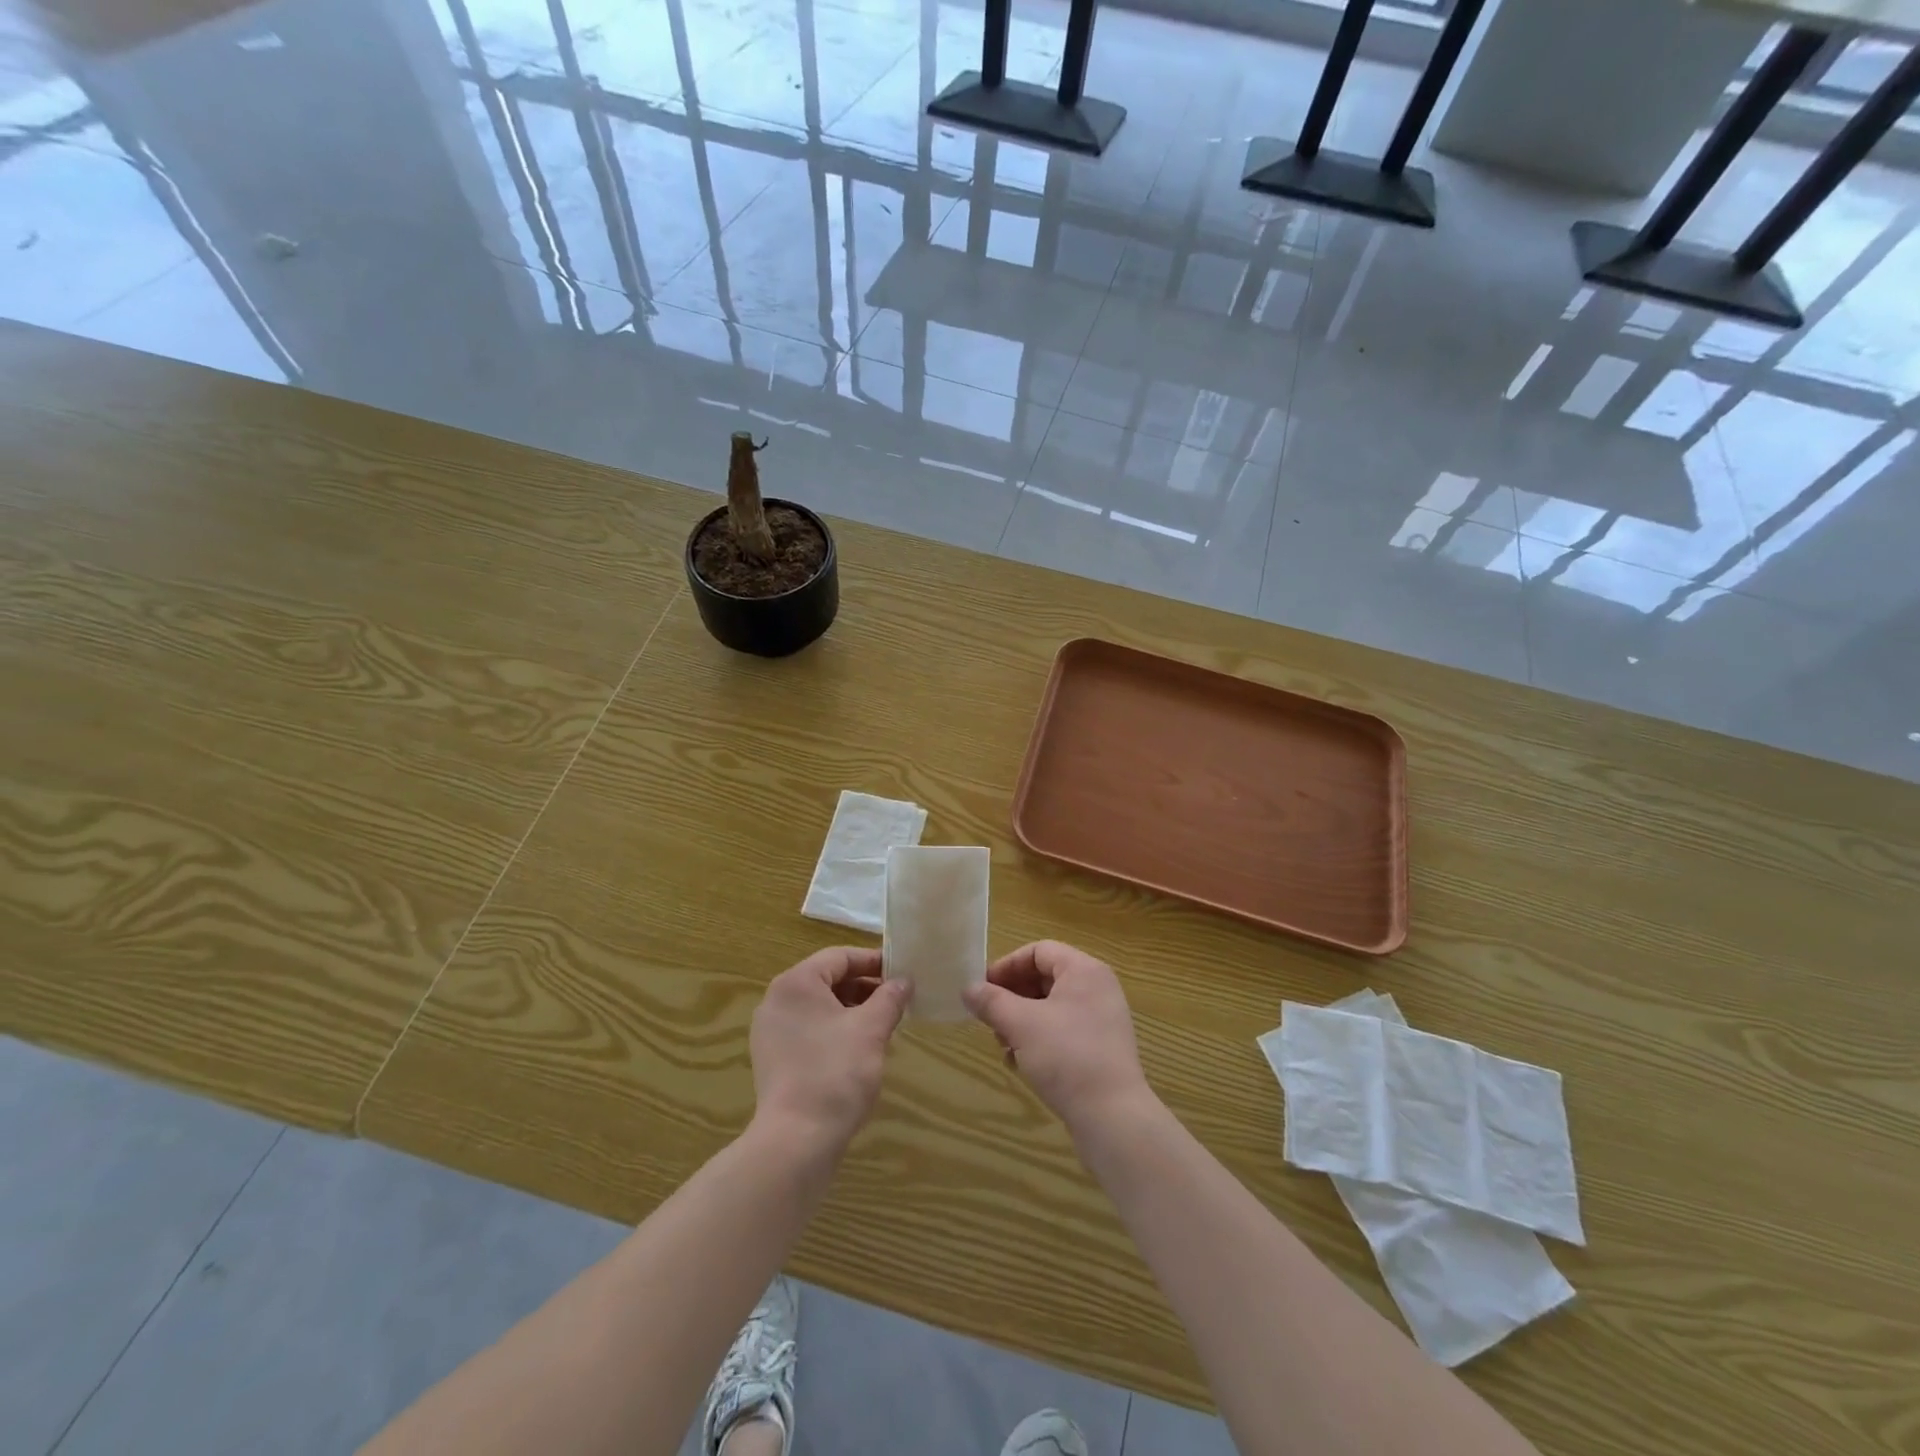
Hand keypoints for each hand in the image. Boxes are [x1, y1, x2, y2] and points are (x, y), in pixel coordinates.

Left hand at [751, 947, 909, 1153]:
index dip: (874, 961)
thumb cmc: (835, 1073)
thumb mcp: (871, 1029)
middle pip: (828, 979)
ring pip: (819, 1006)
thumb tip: (904, 981)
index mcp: (796, 983)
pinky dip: (835, 1030)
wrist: (796, 1141)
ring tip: (883, 1025)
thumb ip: (890, 998)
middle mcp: (777, 1000)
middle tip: (897, 1000)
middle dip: (864, 987)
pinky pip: (809, 1029)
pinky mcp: (773, 1058)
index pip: (840, 957)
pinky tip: (859, 1048)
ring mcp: (771, 1031)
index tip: (902, 972)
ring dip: (852, 1009)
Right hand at [962, 940, 1153, 1136]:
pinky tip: (1021, 1063)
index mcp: (1084, 970)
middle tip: (990, 1018)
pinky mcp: (1101, 1049)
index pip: (1039, 951)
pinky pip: (1063, 1030)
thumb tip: (968, 989)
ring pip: (1051, 1007)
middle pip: (1045, 978)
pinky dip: (1039, 1039)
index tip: (983, 989)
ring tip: (1003, 1045)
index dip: (1007, 965)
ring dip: (1021, 1021)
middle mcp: (1097, 988)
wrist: (1112, 1117)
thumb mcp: (1021, 1024)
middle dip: (1012, 997)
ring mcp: (1102, 1019)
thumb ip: (992, 1002)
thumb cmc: (1066, 1056)